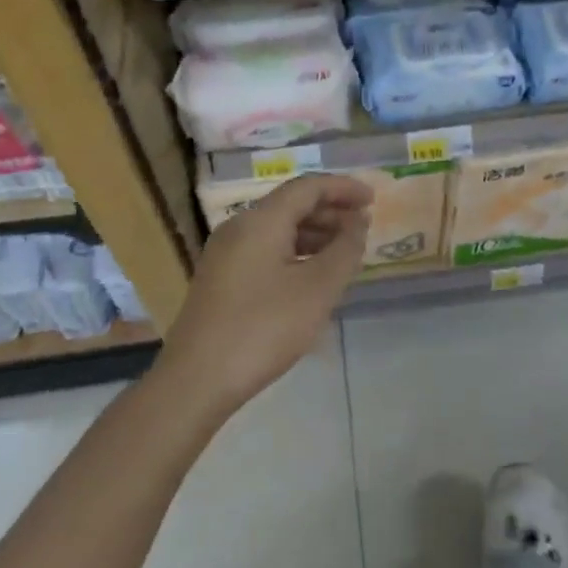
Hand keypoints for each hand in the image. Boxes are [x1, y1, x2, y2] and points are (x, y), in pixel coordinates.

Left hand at [160, 174, 373, 413]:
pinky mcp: (221, 279)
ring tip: (344, 254)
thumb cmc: (263, 328)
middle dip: (331, 212)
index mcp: (261, 220)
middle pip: (292, 205)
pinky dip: (295, 253)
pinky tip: (312, 277)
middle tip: (363, 229)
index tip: (373, 200)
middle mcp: (239, 227)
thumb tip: (357, 223)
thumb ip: (345, 250)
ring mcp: (225, 254)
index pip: (308, 186)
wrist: (195, 381)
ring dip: (314, 234)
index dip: (343, 188)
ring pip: (278, 229)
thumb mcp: (317, 289)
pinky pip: (265, 250)